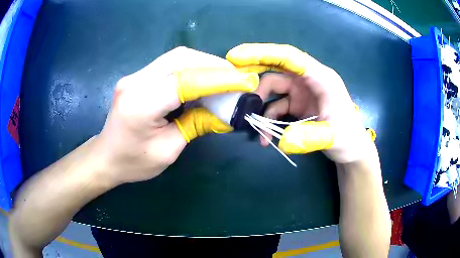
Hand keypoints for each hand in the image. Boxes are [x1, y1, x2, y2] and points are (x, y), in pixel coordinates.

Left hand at [94, 47, 257, 184]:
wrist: (105, 157)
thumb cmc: (133, 162)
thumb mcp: (168, 151)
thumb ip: (196, 125)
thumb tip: (224, 110)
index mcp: (140, 104)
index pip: (185, 81)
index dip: (218, 79)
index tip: (244, 81)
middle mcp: (135, 82)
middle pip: (181, 59)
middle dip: (214, 65)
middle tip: (236, 77)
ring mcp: (134, 75)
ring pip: (176, 57)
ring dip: (204, 64)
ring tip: (224, 78)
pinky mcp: (137, 76)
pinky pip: (169, 64)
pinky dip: (191, 68)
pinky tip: (202, 79)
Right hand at [226, 43, 372, 162]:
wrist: (351, 149)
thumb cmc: (348, 138)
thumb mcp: (332, 137)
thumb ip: (309, 137)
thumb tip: (282, 141)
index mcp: (321, 78)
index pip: (289, 57)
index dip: (263, 53)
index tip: (237, 56)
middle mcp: (309, 80)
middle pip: (276, 68)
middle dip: (253, 71)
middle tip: (231, 78)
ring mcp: (302, 92)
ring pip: (273, 89)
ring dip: (260, 106)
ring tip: (253, 126)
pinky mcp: (297, 105)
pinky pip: (276, 107)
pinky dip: (268, 120)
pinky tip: (266, 138)